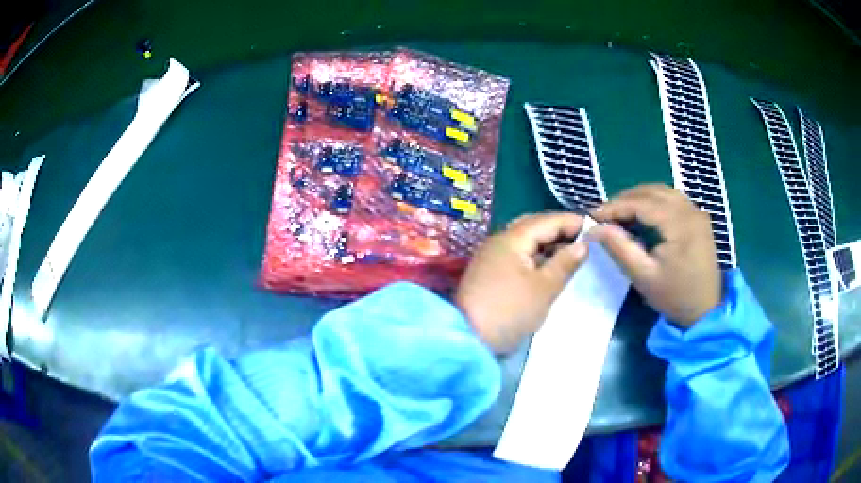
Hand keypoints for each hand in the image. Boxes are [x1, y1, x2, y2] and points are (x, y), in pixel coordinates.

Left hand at [455, 213, 588, 353]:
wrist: (469, 338)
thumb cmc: (511, 311)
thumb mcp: (544, 288)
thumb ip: (565, 262)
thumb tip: (583, 244)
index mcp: (512, 238)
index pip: (547, 220)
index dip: (572, 222)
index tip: (595, 229)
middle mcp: (499, 240)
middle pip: (534, 226)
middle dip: (559, 230)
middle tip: (584, 240)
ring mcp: (491, 255)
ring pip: (525, 240)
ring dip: (548, 244)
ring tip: (570, 253)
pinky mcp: (489, 271)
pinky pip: (517, 254)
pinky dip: (535, 256)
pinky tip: (549, 266)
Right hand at [590, 184, 720, 326]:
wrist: (706, 310)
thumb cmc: (674, 296)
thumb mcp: (643, 276)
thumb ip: (620, 248)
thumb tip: (595, 228)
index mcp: (679, 223)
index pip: (641, 203)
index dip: (614, 206)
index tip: (592, 215)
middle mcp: (690, 210)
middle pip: (652, 191)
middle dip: (625, 199)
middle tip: (603, 214)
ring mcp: (697, 212)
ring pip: (663, 192)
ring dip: (639, 197)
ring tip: (619, 212)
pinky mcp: (699, 218)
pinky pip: (673, 199)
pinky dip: (654, 201)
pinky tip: (642, 214)